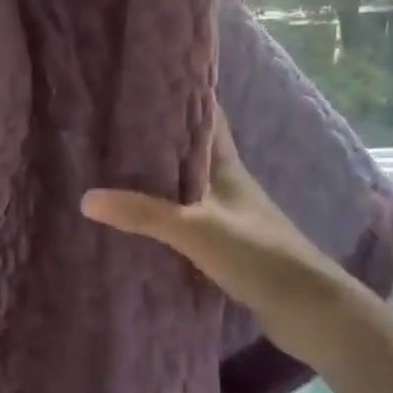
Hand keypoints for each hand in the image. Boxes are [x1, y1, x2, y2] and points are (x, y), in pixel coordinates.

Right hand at [81, 109, 383, 368]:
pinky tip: (137, 219)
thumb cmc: (256, 253)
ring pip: (185, 184)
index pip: (205, 116)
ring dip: (157, 177)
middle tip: (111, 128)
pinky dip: (162, 213)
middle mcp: (226, 182)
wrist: (306, 308)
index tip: (143, 84)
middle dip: (157, 138)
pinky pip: (185, 217)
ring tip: (113, 169)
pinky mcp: (224, 243)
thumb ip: (144, 213)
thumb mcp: (195, 229)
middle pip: (189, 150)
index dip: (180, 97)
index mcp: (226, 165)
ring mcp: (227, 214)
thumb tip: (86, 198)